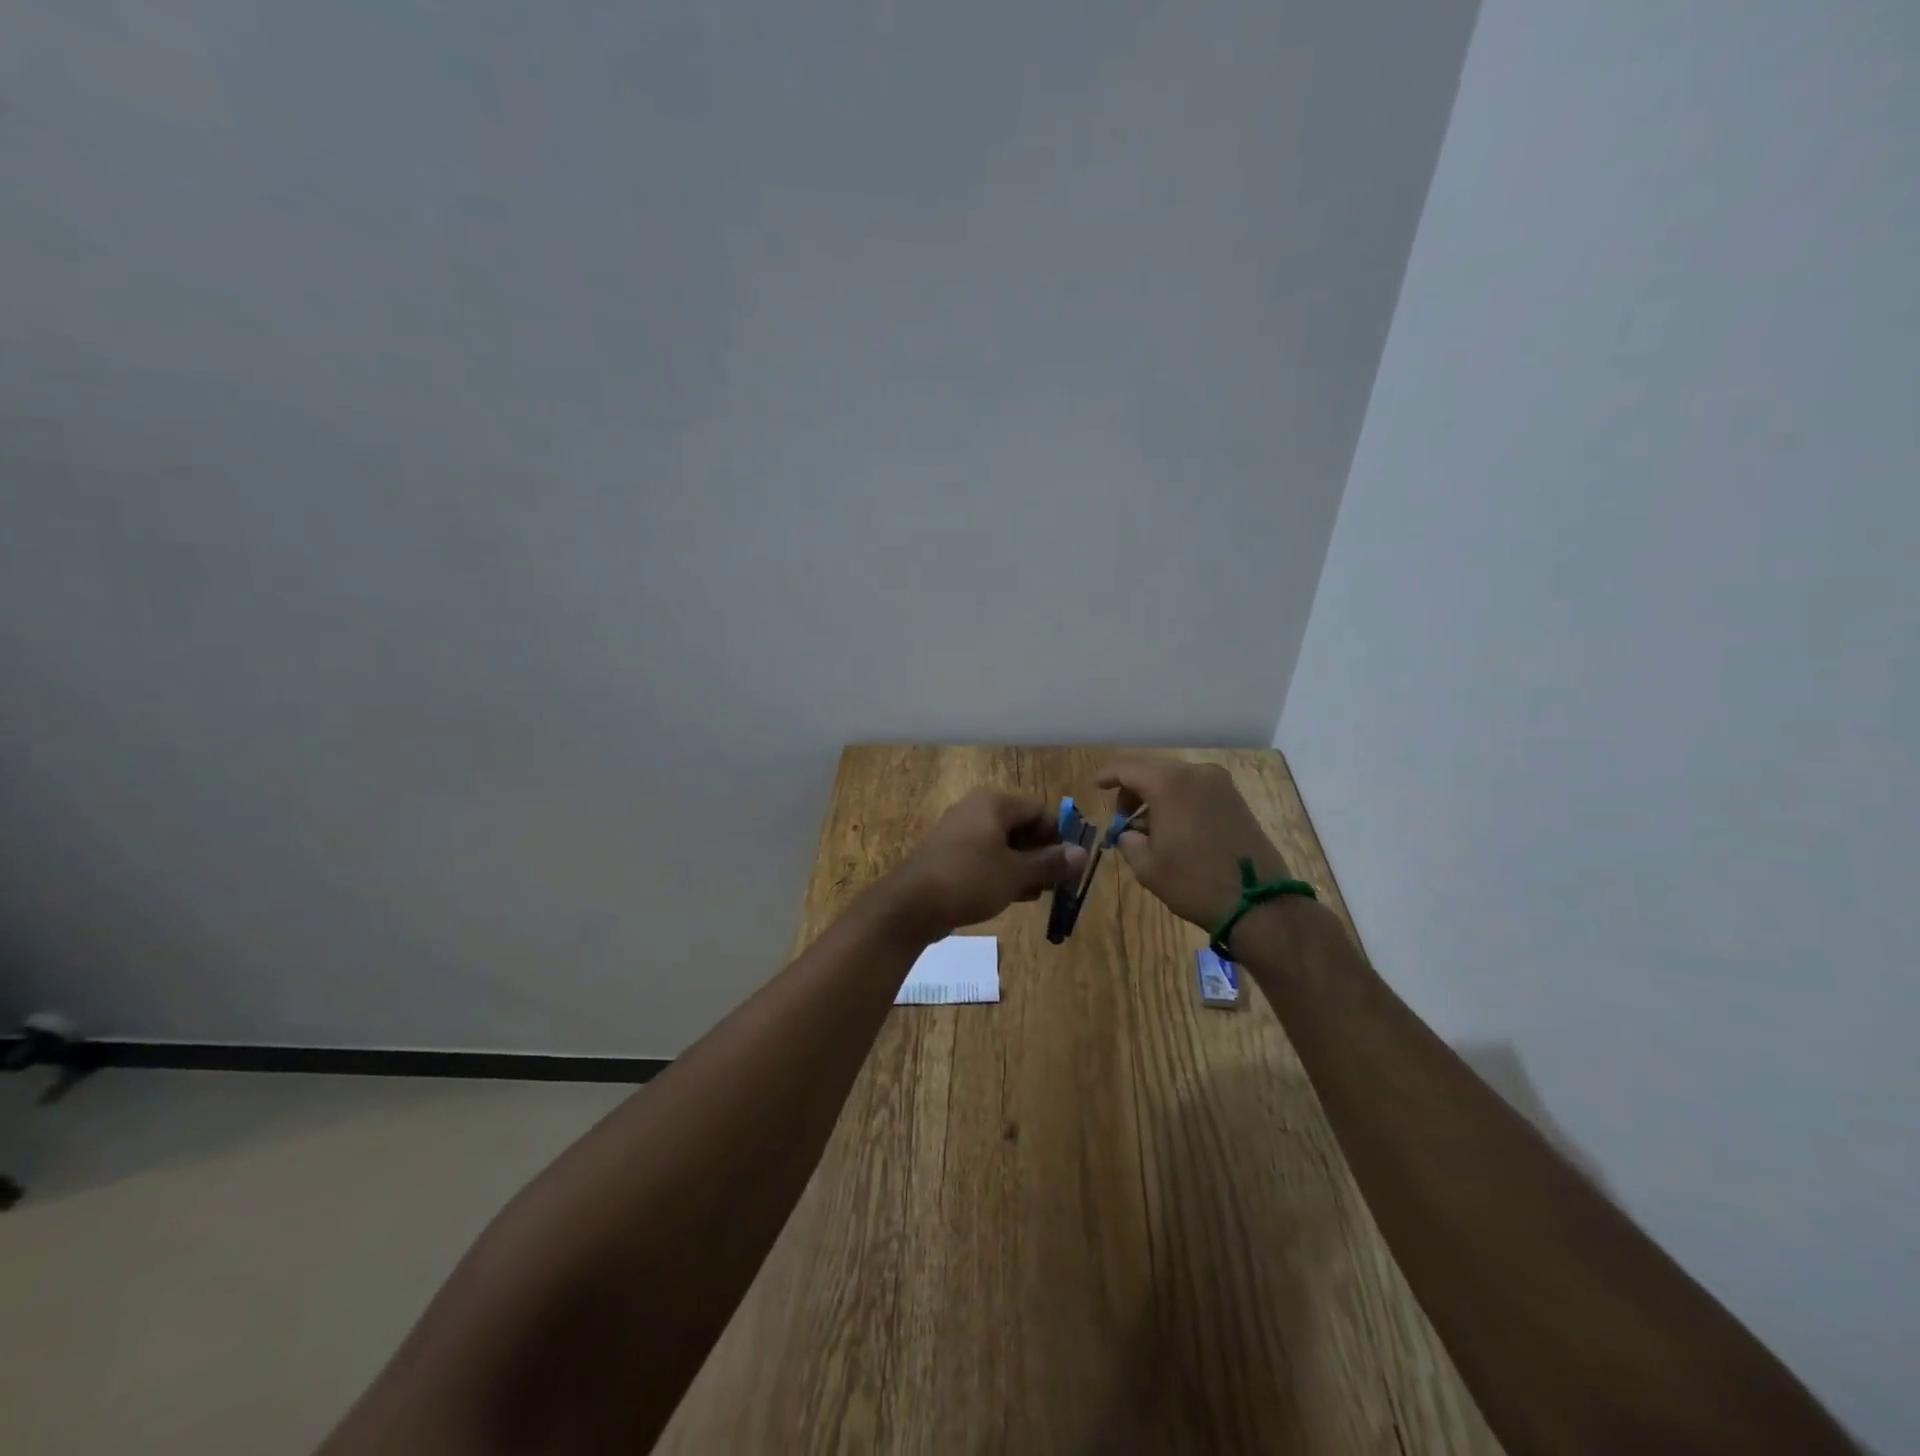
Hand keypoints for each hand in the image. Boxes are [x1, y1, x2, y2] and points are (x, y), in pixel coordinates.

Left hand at [883, 790, 1087, 939]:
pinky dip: (1001, 872)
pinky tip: (1013, 896)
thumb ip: (1051, 863)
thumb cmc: (970, 879)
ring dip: (1024, 866)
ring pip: (1003, 845)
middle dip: (1042, 854)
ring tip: (1038, 894)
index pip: (1039, 811)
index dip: (1060, 836)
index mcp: (993, 804)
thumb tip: (1082, 853)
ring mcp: (959, 833)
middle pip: (1021, 827)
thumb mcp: (1017, 873)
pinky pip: (984, 857)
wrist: (911, 904)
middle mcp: (975, 810)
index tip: (1073, 864)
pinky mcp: (948, 855)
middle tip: (1058, 883)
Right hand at [1096, 757, 1290, 931]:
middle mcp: (1197, 774)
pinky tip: (1174, 829)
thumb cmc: (1194, 881)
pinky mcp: (1237, 801)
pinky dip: (1179, 803)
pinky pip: (1197, 792)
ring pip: (1177, 781)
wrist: (1258, 903)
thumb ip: (1128, 841)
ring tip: (1148, 829)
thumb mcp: (1147, 866)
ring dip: (1157, 798)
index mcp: (1170, 783)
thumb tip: (1129, 834)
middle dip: (1134, 791)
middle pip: (1154, 772)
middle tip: (1122, 818)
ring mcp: (1221, 786)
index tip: (1095, 785)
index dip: (1108, 775)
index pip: (1128, 769)